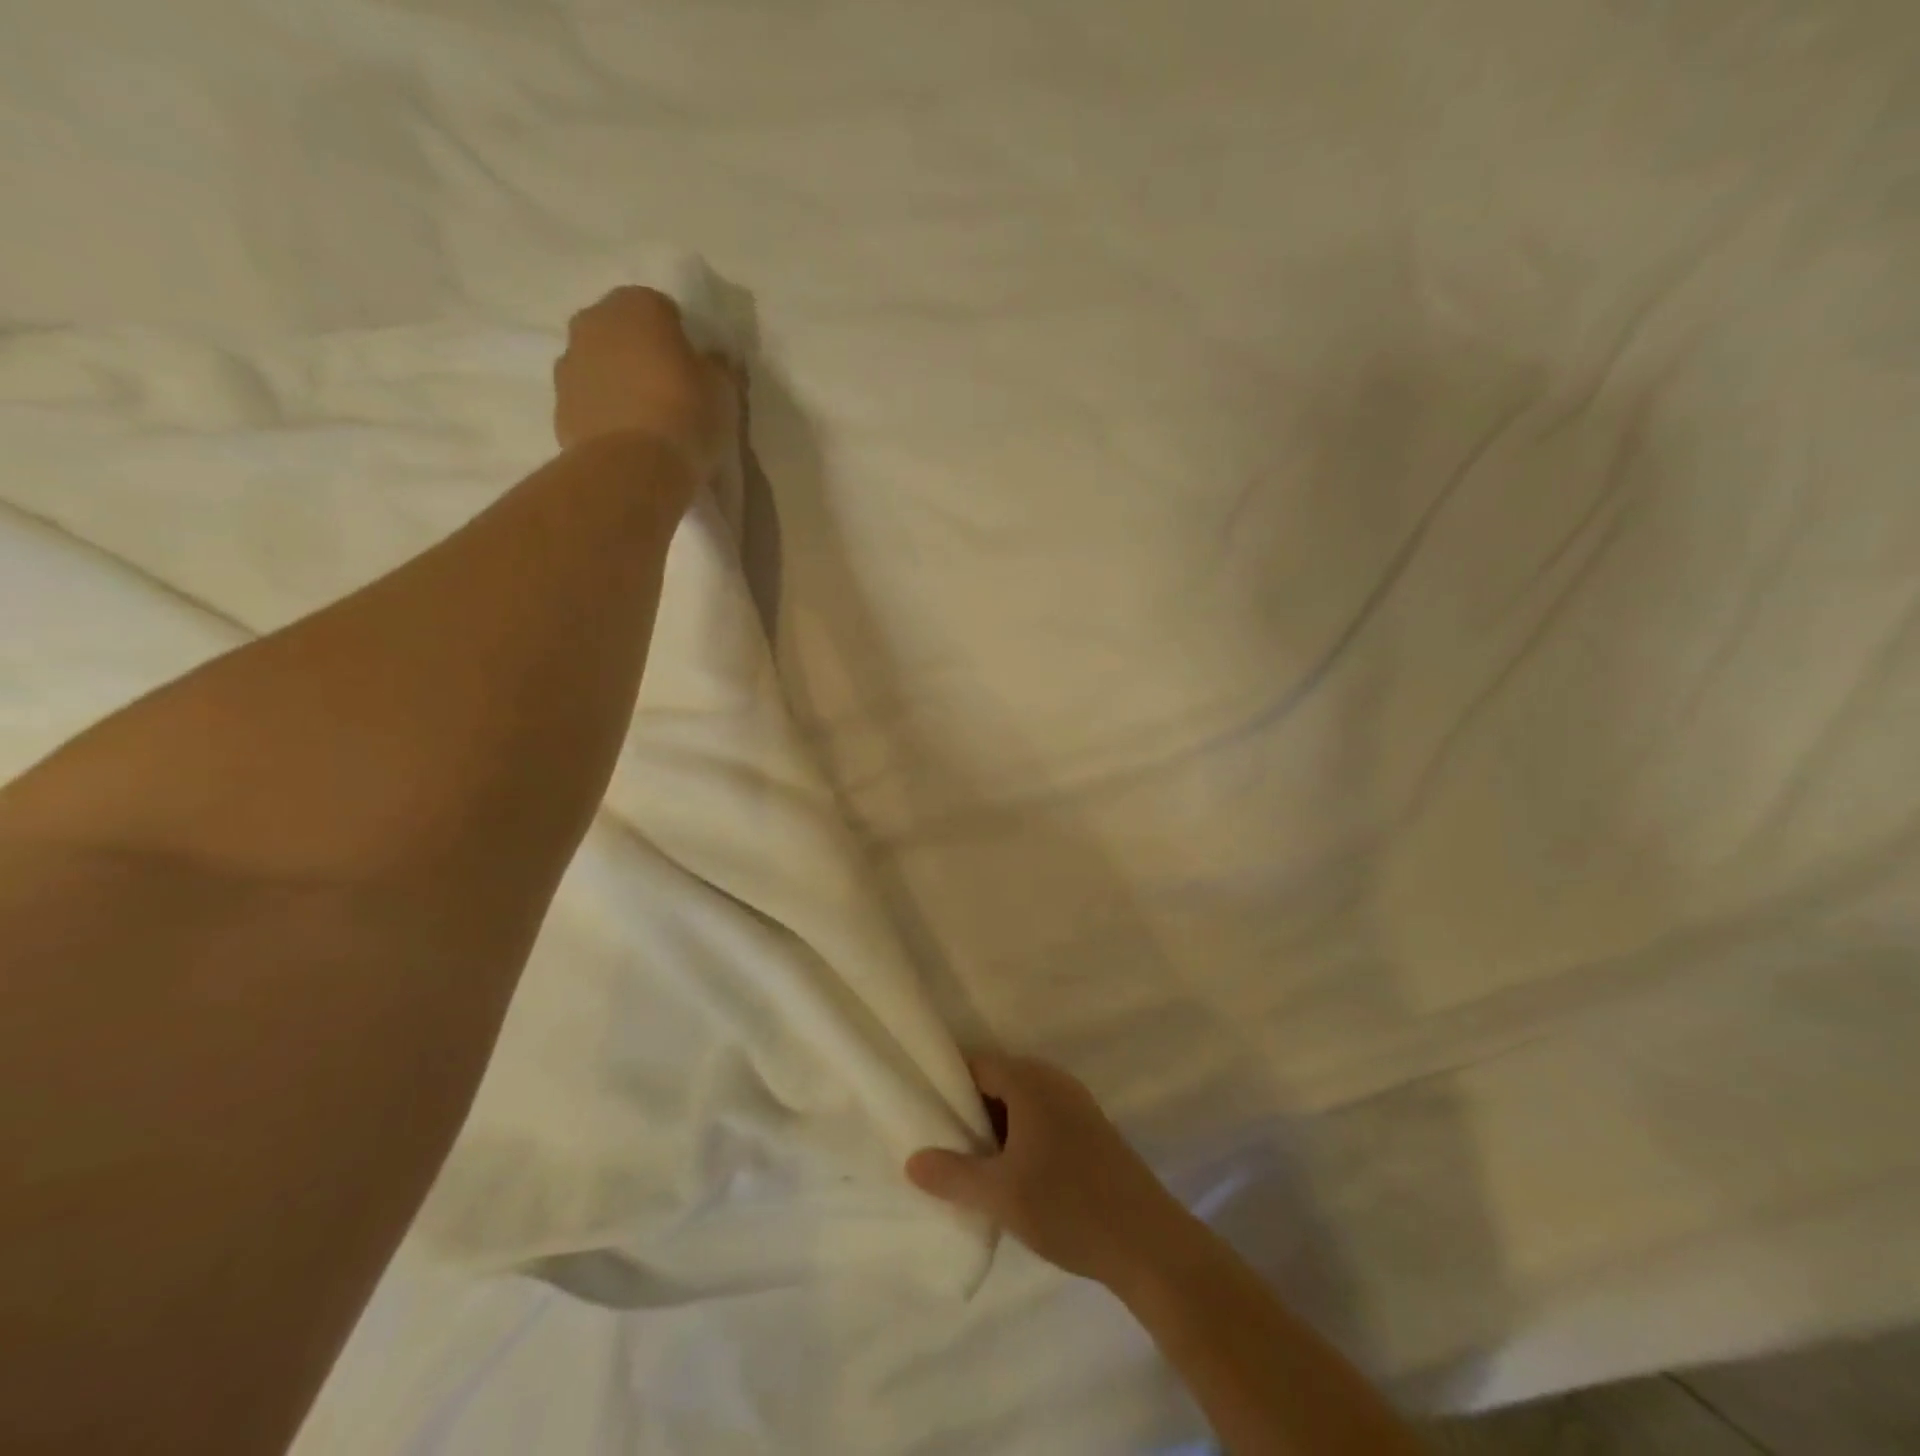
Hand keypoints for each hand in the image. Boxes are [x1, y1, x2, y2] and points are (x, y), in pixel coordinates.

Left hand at [553, 287, 738, 478]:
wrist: (633, 468)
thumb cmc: (685, 415)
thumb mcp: (723, 389)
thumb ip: (715, 366)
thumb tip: (710, 360)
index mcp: (637, 305)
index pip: (663, 309)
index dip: (681, 339)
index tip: (695, 369)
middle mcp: (593, 321)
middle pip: (624, 332)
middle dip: (643, 354)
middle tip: (671, 391)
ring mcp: (569, 362)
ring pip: (601, 364)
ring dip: (620, 382)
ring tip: (648, 421)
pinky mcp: (559, 405)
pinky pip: (590, 401)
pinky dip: (605, 413)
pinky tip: (629, 441)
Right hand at [906, 1053, 1194, 1287]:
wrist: (1148, 1242)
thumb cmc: (1067, 1206)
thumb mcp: (1000, 1195)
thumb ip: (952, 1174)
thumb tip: (911, 1160)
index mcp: (1029, 1080)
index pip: (974, 1065)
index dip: (946, 1086)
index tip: (924, 1115)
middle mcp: (1052, 1080)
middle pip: (997, 1081)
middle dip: (969, 1111)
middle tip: (943, 1146)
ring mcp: (1076, 1103)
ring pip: (1020, 1103)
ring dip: (995, 1128)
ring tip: (971, 1165)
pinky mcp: (1091, 1129)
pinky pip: (1042, 1118)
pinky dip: (1020, 1137)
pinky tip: (1012, 1175)